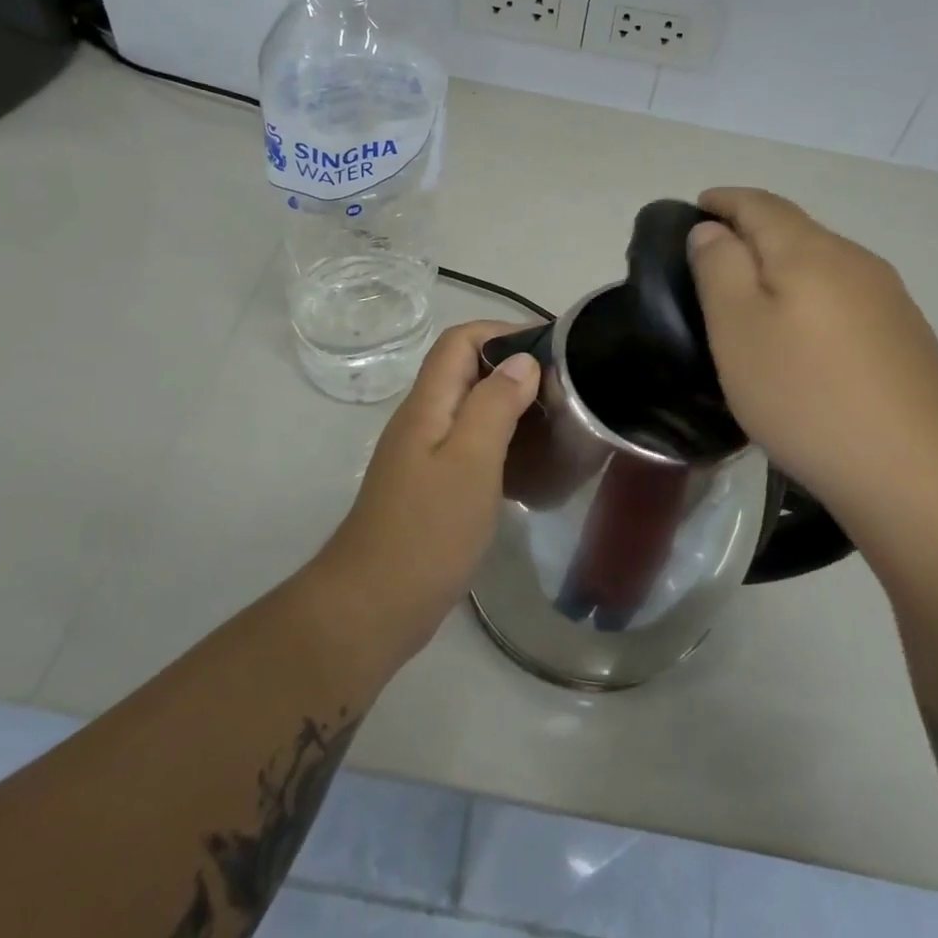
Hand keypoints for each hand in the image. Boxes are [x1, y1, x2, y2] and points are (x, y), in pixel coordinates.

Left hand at [314, 321, 539, 658]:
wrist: (373, 606)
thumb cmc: (427, 530)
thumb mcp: (470, 461)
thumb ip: (494, 405)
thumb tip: (521, 360)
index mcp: (427, 405)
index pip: (460, 341)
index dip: (502, 331)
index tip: (551, 347)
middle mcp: (422, 421)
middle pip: (465, 371)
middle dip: (513, 367)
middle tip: (564, 388)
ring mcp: (424, 456)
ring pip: (470, 409)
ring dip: (510, 405)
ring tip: (556, 421)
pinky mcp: (431, 487)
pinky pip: (470, 446)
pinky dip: (501, 442)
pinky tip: (530, 465)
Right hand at [688, 188, 937, 516]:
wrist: (916, 472)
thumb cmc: (805, 394)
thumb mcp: (738, 328)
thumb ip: (719, 268)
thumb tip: (713, 230)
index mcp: (810, 251)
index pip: (760, 204)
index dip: (725, 200)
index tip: (696, 206)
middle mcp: (856, 261)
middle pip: (795, 229)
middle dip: (752, 230)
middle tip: (713, 256)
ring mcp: (889, 299)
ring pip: (823, 264)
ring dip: (783, 267)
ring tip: (751, 297)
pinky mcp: (906, 338)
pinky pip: (845, 298)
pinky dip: (811, 298)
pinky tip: (803, 337)